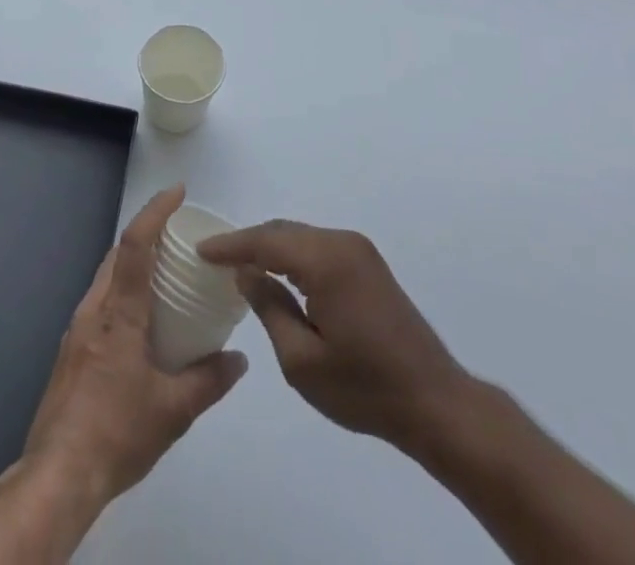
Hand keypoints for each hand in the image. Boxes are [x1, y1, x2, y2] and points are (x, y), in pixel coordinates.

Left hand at [21, 185, 247, 507]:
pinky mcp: (70, 349)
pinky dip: (122, 290)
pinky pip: (100, 301)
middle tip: (179, 234)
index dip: (156, 211)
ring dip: (133, 263)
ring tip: (164, 272)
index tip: (177, 192)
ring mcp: (77, 328)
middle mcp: (94, 310)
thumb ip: (208, 381)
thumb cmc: (117, 434)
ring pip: (106, 277)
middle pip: (118, 254)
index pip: (136, 245)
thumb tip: (239, 359)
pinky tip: (140, 318)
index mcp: (119, 314)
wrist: (58, 474)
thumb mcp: (173, 413)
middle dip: (147, 233)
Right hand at [199, 220, 468, 454]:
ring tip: (241, 267)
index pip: (265, 240)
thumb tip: (246, 272)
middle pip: (284, 231)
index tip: (200, 250)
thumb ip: (269, 307)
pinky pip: (319, 248)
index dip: (230, 245)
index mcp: (325, 260)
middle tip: (215, 259)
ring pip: (301, 237)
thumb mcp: (301, 359)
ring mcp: (359, 250)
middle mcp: (342, 242)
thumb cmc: (363, 388)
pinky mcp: (369, 264)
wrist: (435, 402)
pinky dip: (293, 256)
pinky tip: (279, 274)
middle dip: (249, 243)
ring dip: (271, 248)